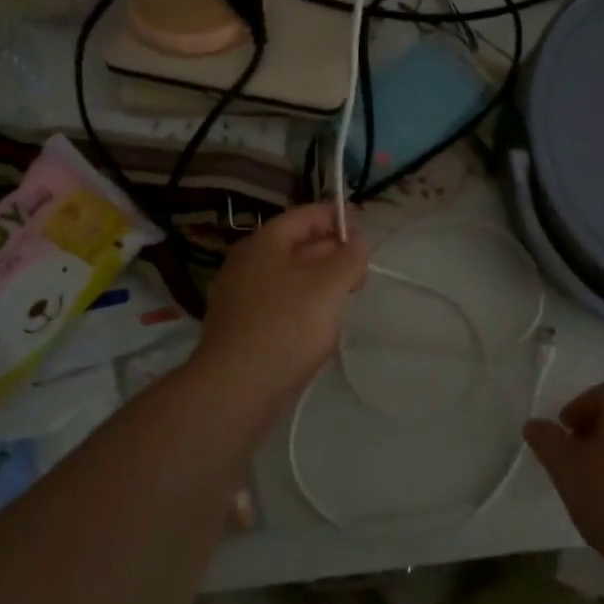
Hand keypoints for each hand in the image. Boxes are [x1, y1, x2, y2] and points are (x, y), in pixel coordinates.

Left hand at [191, 203, 370, 402]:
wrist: (235, 389)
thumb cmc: (287, 326)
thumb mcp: (330, 284)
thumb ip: (350, 256)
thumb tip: (358, 241)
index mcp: (264, 242)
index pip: (307, 215)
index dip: (339, 219)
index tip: (367, 236)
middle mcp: (246, 262)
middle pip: (297, 245)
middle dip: (333, 254)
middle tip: (361, 275)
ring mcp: (239, 296)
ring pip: (289, 277)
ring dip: (320, 283)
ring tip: (345, 302)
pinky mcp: (240, 327)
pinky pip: (279, 304)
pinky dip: (302, 306)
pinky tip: (318, 328)